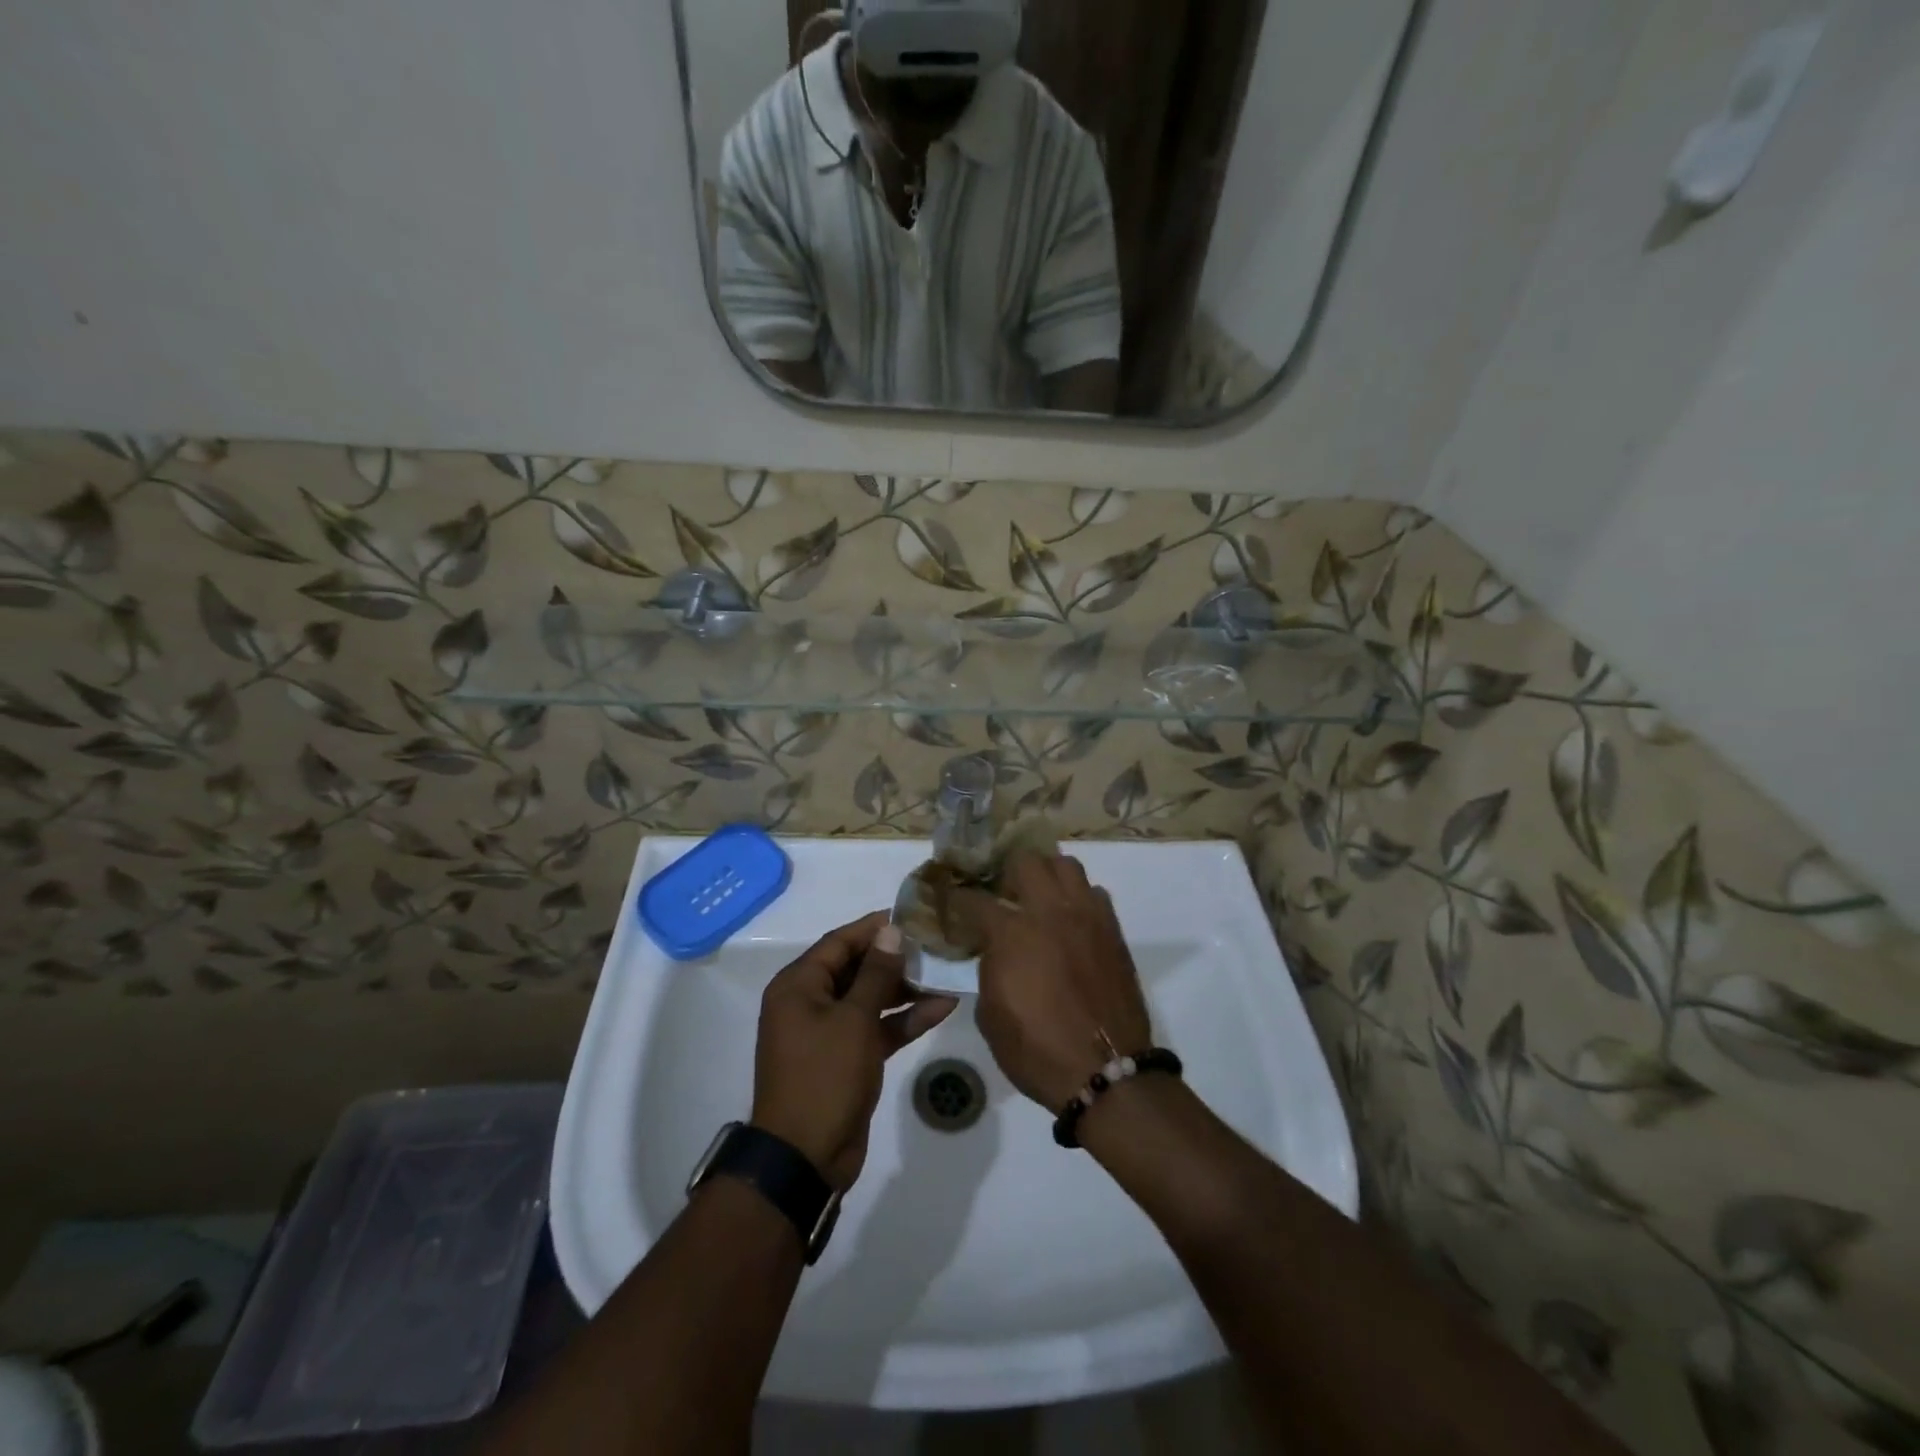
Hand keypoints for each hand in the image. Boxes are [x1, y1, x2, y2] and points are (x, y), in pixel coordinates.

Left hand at [751, 912, 958, 1190]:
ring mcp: (828, 1032)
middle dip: (895, 958)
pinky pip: (876, 1028)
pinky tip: (942, 1008)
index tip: (912, 916)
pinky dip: (904, 1020)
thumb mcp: (854, 1019)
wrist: (805, 1158)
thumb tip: (891, 931)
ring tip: (946, 974)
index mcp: (798, 985)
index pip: (839, 942)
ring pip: (870, 998)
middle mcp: (809, 1002)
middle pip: (856, 968)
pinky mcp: (847, 1058)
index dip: (874, 928)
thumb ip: (876, 973)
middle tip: (935, 945)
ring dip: (905, 990)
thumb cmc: (824, 1076)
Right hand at [956, 854, 1152, 1111]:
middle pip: (1025, 861)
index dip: (958, 898)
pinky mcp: (1112, 930)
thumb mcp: (991, 1016)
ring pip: (1066, 865)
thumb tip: (994, 951)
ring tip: (1038, 897)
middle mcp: (1049, 912)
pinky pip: (1094, 893)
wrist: (1106, 1072)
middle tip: (1001, 892)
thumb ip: (988, 970)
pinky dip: (1078, 898)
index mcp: (1012, 934)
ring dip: (1047, 875)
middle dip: (1006, 870)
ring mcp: (1086, 917)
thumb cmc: (1038, 1050)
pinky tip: (1070, 921)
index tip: (952, 901)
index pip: (975, 899)